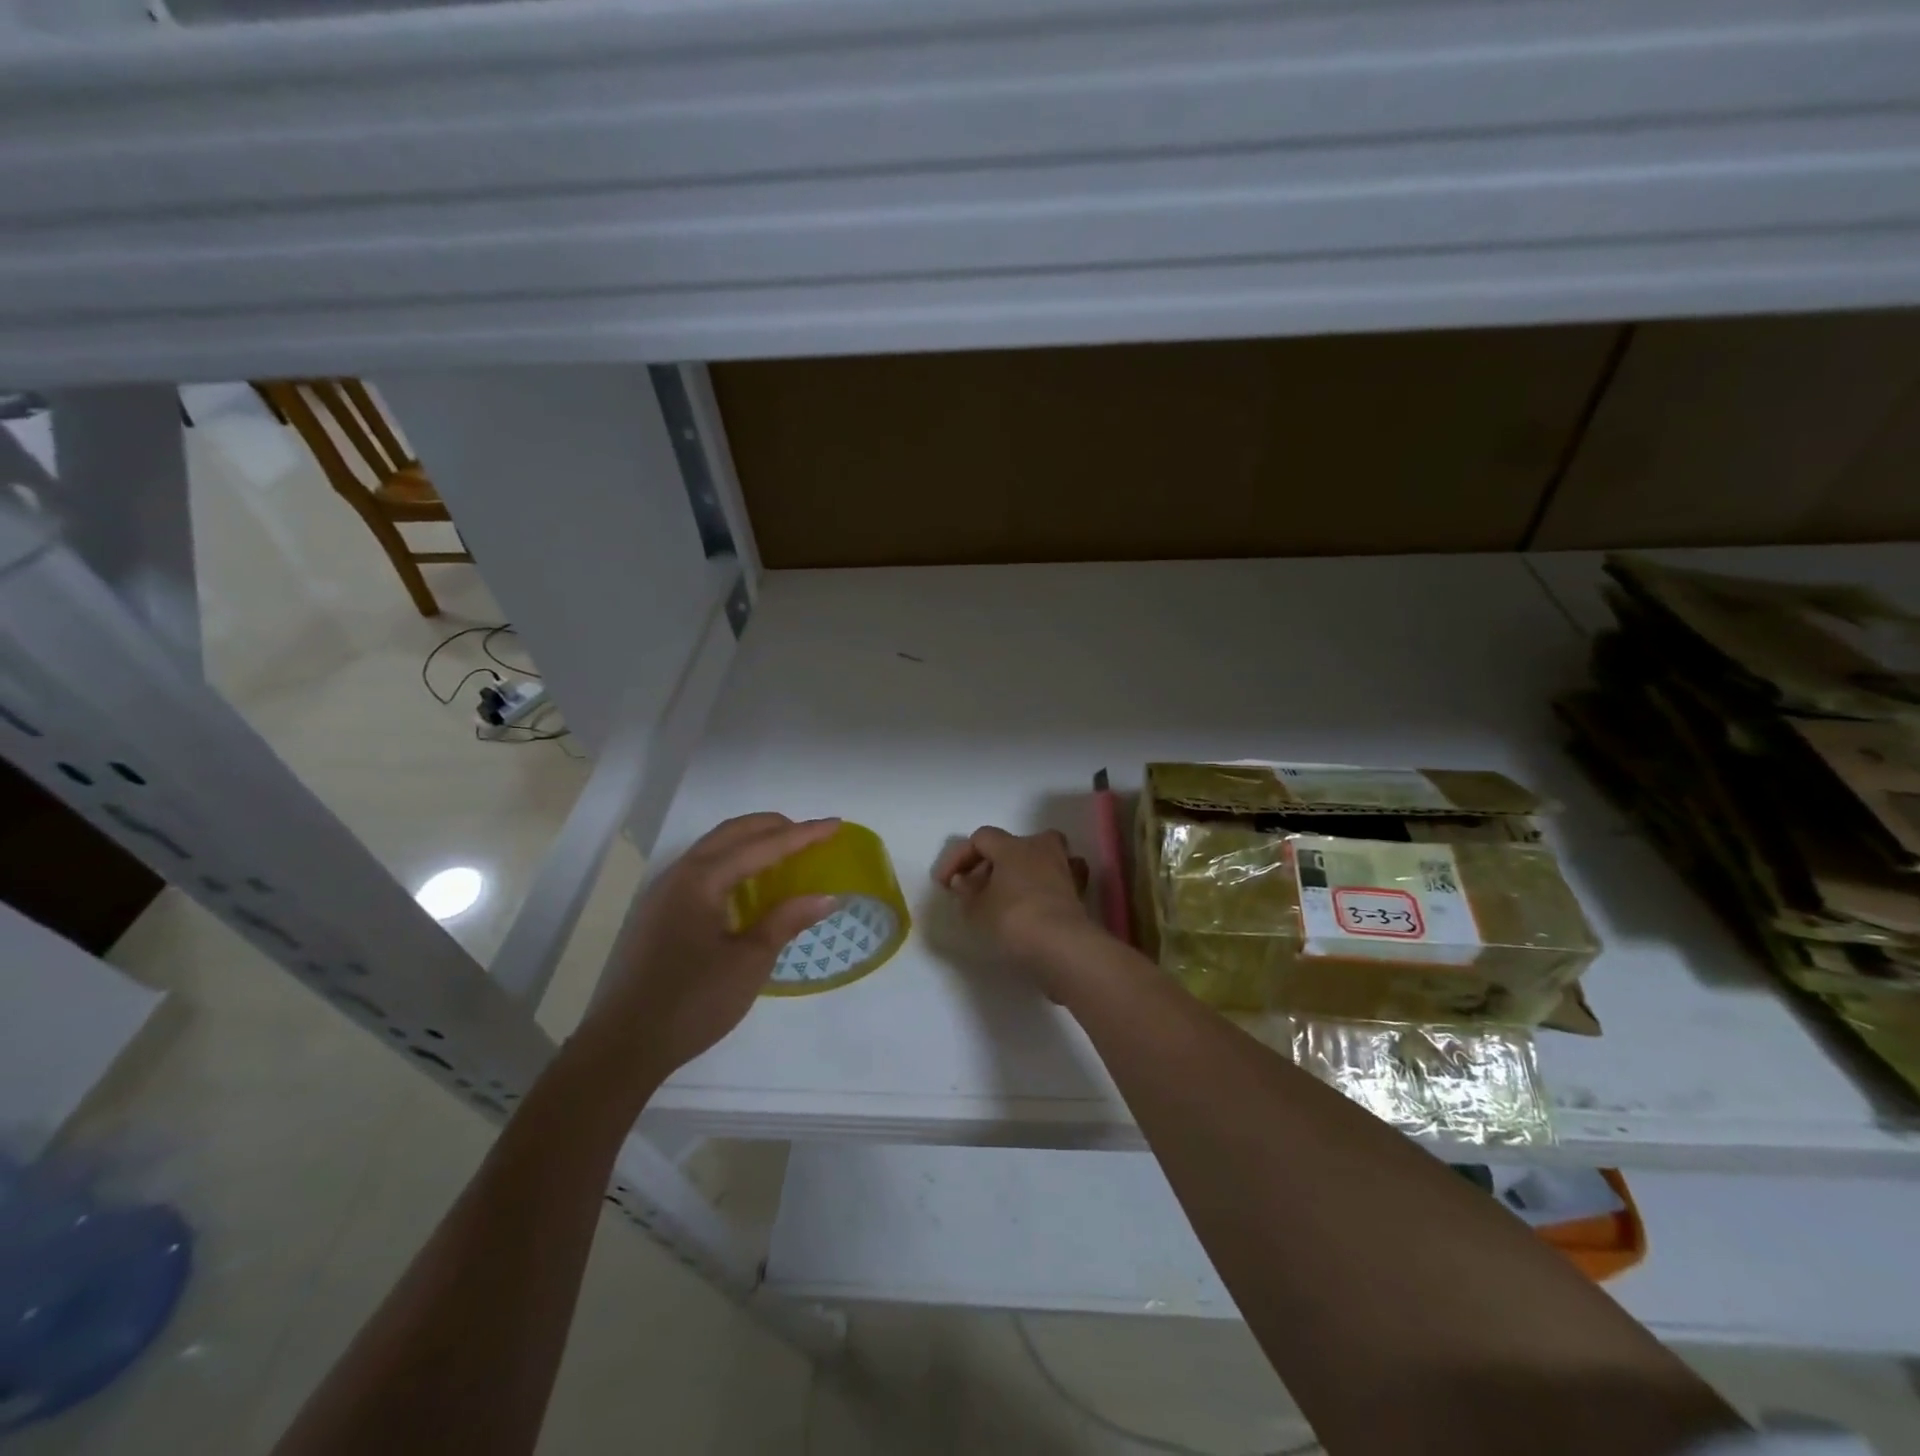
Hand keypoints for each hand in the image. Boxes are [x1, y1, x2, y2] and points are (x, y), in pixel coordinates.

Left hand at [582, 813, 840, 1086]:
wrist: (623, 1046)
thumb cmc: (692, 1003)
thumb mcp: (749, 962)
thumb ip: (786, 921)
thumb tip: (826, 896)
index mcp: (702, 880)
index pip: (762, 846)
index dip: (803, 835)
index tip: (836, 824)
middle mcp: (680, 874)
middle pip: (732, 833)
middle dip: (774, 826)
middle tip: (811, 834)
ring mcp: (664, 892)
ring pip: (714, 848)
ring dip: (751, 841)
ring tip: (785, 851)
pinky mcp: (659, 912)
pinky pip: (702, 868)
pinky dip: (733, 861)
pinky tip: (749, 884)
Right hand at [932, 827, 1099, 997]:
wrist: (1061, 945)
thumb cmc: (1013, 920)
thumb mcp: (977, 909)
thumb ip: (966, 891)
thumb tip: (962, 880)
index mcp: (1012, 846)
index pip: (981, 838)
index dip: (959, 857)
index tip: (945, 883)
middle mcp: (1040, 847)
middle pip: (1012, 843)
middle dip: (993, 861)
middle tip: (977, 886)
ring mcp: (1064, 866)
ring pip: (1041, 855)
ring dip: (1024, 868)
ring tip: (1009, 891)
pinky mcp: (1079, 889)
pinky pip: (1060, 876)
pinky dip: (1048, 882)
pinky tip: (1039, 898)